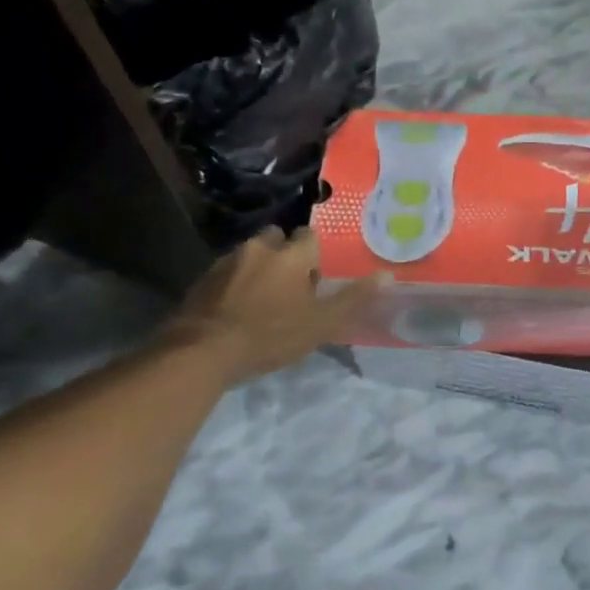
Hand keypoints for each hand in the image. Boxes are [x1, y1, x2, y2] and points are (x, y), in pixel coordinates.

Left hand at [162, 227, 377, 382]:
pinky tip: (238, 309)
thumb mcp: (321, 323)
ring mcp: (227, 261)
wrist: (202, 352)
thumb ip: (354, 298)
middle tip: (291, 287)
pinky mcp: (203, 279)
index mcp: (291, 255)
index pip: (310, 236)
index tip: (317, 278)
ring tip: (264, 300)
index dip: (316, 255)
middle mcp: (259, 248)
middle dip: (284, 255)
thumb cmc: (270, 335)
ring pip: (251, 255)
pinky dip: (236, 283)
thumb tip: (387, 275)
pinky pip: (228, 272)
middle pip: (276, 239)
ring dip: (259, 269)